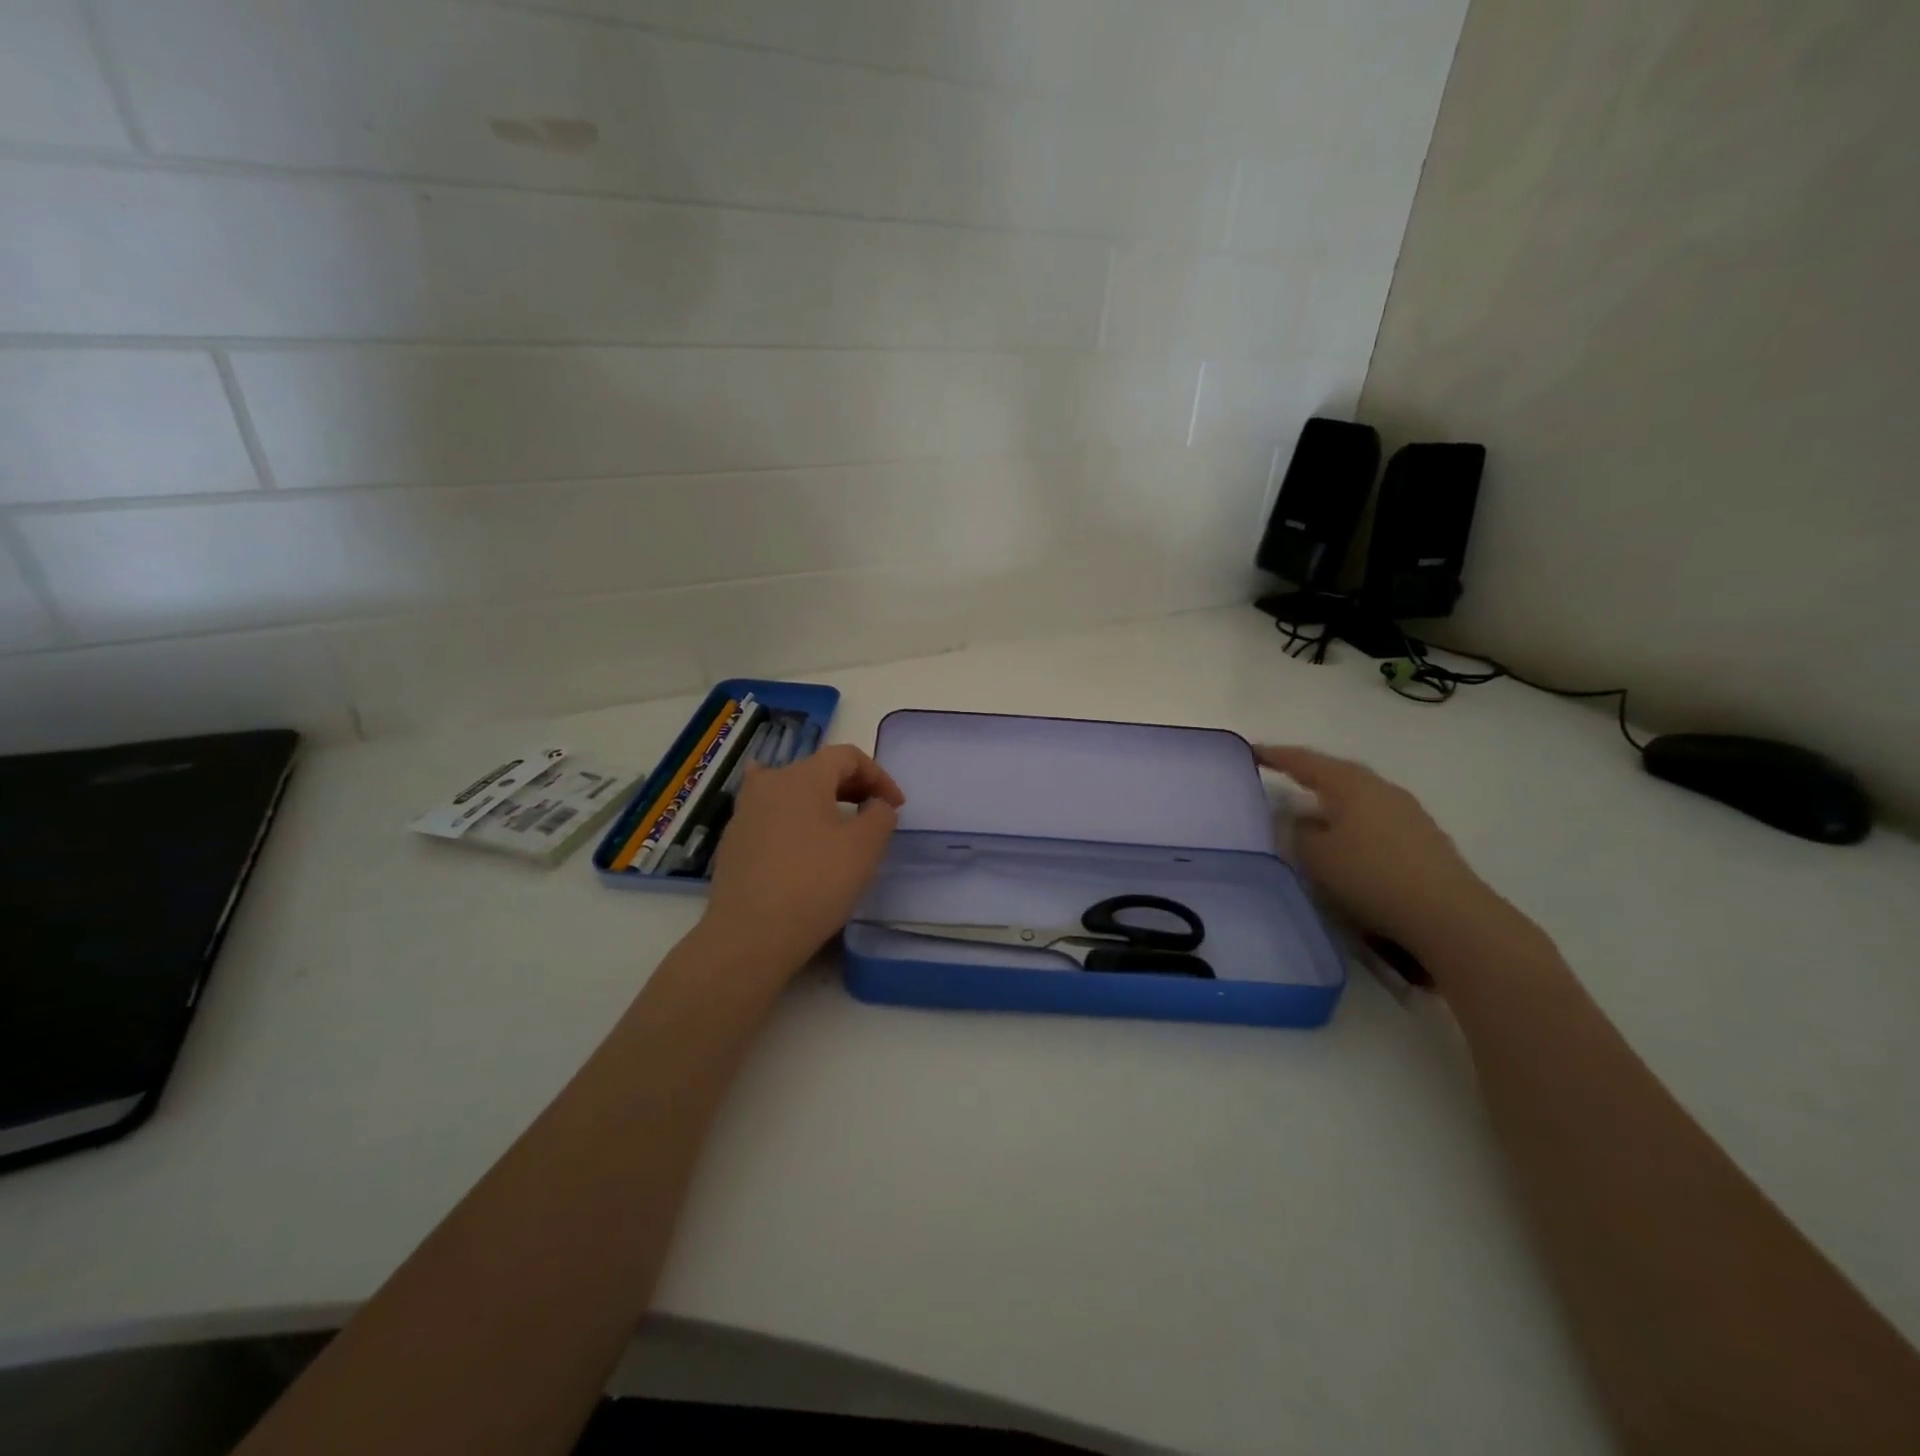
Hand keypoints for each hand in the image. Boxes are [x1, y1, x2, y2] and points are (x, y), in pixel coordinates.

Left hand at [702, 744, 905, 973]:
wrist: (751, 935)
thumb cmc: (816, 883)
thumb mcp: (865, 847)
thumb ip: (880, 815)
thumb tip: (875, 805)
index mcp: (803, 776)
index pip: (847, 756)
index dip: (878, 775)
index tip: (896, 806)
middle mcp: (769, 783)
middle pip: (817, 769)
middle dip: (851, 786)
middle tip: (873, 813)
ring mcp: (745, 812)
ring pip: (791, 791)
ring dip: (821, 802)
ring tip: (839, 826)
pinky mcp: (733, 841)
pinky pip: (771, 817)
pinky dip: (794, 820)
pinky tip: (799, 840)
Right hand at [1255, 745, 1497, 949]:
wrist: (1448, 915)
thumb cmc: (1370, 875)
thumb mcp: (1316, 856)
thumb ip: (1298, 831)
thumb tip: (1298, 819)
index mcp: (1350, 784)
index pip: (1304, 761)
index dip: (1276, 755)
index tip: (1250, 750)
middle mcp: (1380, 788)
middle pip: (1336, 774)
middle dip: (1308, 774)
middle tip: (1281, 775)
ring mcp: (1407, 812)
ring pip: (1358, 798)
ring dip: (1332, 802)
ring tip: (1310, 812)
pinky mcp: (1423, 838)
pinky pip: (1375, 819)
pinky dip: (1352, 823)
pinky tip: (1345, 842)